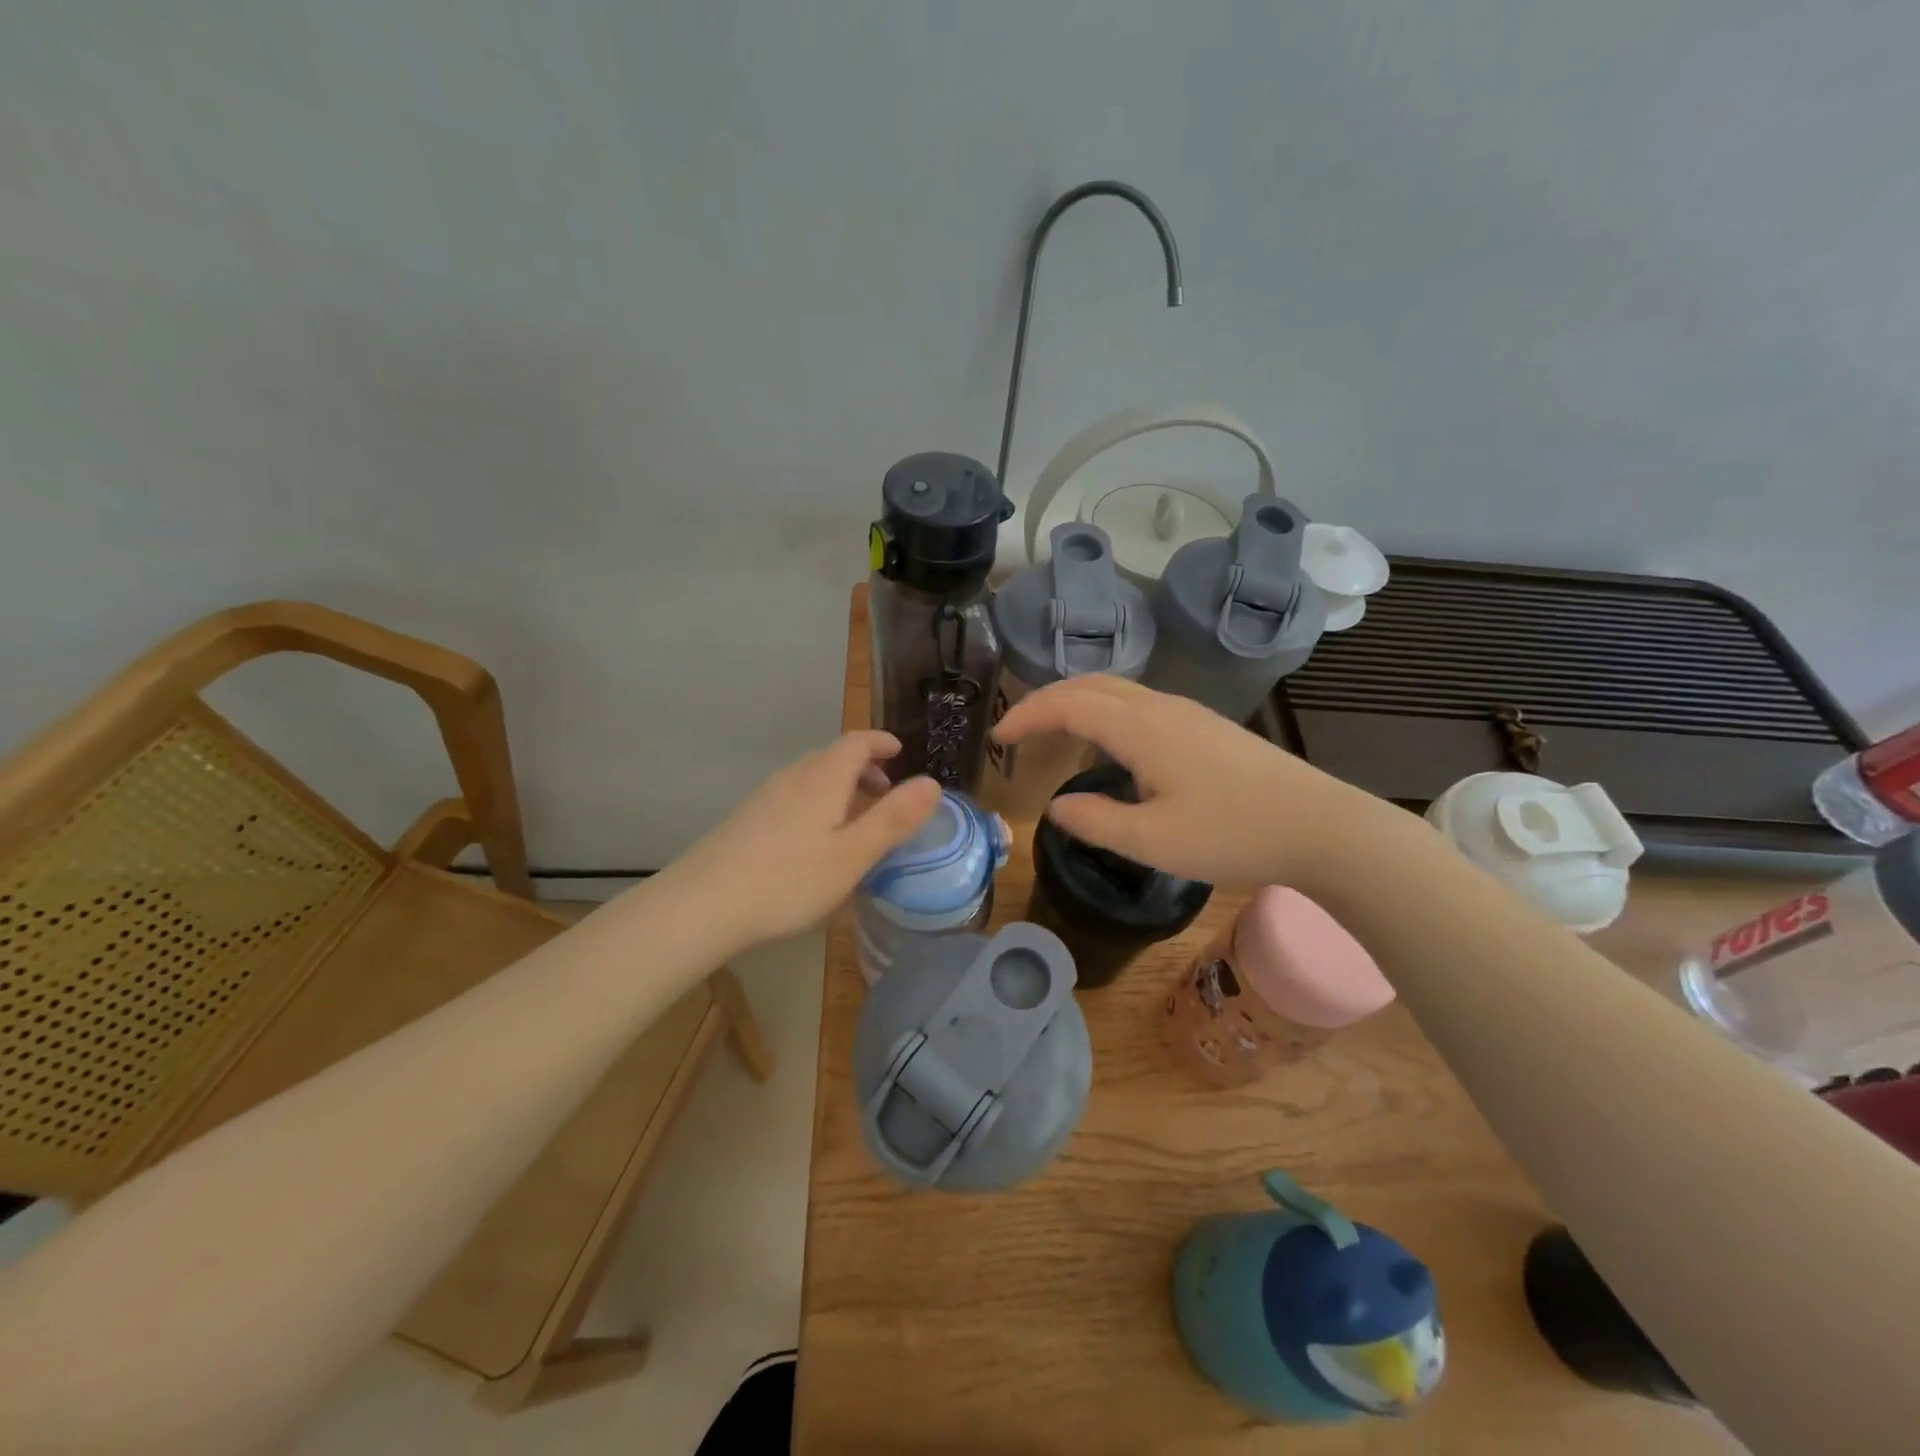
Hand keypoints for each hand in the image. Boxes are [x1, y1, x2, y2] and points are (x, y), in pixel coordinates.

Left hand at [665, 730, 942, 951]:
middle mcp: (793, 777)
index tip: (900, 753)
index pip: (857, 742)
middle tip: (886, 794)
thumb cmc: (788, 880)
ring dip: (840, 788)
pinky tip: (815, 842)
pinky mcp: (746, 820)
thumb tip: (932, 782)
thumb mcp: (853, 854)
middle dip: (864, 768)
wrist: (701, 905)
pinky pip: (793, 797)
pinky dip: (817, 804)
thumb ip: (894, 818)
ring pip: (811, 778)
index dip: (881, 742)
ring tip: (855, 820)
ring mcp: (765, 798)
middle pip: (833, 757)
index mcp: (823, 778)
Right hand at [992, 676, 1378, 887]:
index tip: (998, 738)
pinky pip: (1139, 704)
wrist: (1321, 826)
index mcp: (1142, 727)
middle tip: (1018, 729)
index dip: (1027, 715)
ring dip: (1077, 702)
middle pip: (1091, 685)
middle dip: (1047, 700)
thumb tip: (1057, 806)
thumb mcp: (1153, 842)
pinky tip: (1110, 745)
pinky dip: (1105, 712)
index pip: (1068, 703)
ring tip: (1054, 732)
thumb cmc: (1233, 834)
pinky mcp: (1207, 727)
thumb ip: (1096, 821)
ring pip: (1118, 691)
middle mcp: (1161, 708)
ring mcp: (1188, 714)